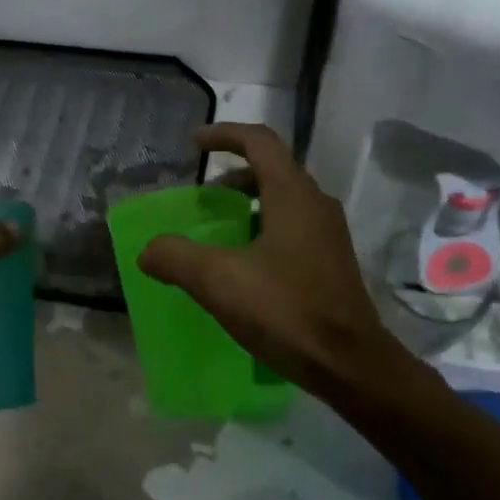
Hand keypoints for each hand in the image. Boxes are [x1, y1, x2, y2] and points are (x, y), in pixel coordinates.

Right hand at [138, 123, 393, 389]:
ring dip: (249, 200)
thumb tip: (148, 250)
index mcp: (293, 195)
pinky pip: (293, 224)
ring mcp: (328, 233)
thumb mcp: (220, 282)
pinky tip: (244, 262)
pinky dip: (263, 225)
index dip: (224, 135)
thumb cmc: (287, 312)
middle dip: (234, 172)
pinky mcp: (331, 260)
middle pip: (272, 167)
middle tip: (202, 195)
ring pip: (284, 197)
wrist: (351, 365)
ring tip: (219, 227)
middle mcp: (316, 204)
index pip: (259, 142)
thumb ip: (177, 258)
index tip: (194, 144)